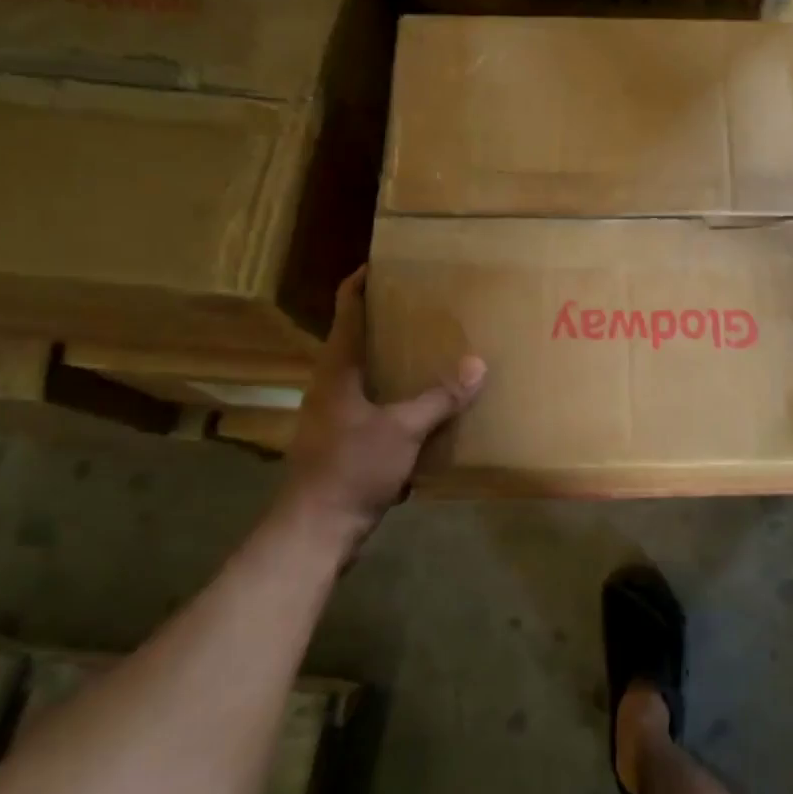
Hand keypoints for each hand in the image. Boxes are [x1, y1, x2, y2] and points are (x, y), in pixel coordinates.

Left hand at [270, 267, 485, 561]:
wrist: (315, 532)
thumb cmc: (350, 469)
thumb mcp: (402, 430)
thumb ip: (440, 398)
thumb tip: (478, 364)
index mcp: (336, 369)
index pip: (346, 308)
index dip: (361, 281)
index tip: (387, 261)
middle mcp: (331, 385)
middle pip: (358, 338)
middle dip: (390, 320)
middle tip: (429, 305)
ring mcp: (335, 415)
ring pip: (368, 374)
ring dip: (397, 361)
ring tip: (435, 349)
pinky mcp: (344, 442)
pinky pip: (376, 406)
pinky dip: (399, 397)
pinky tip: (429, 404)